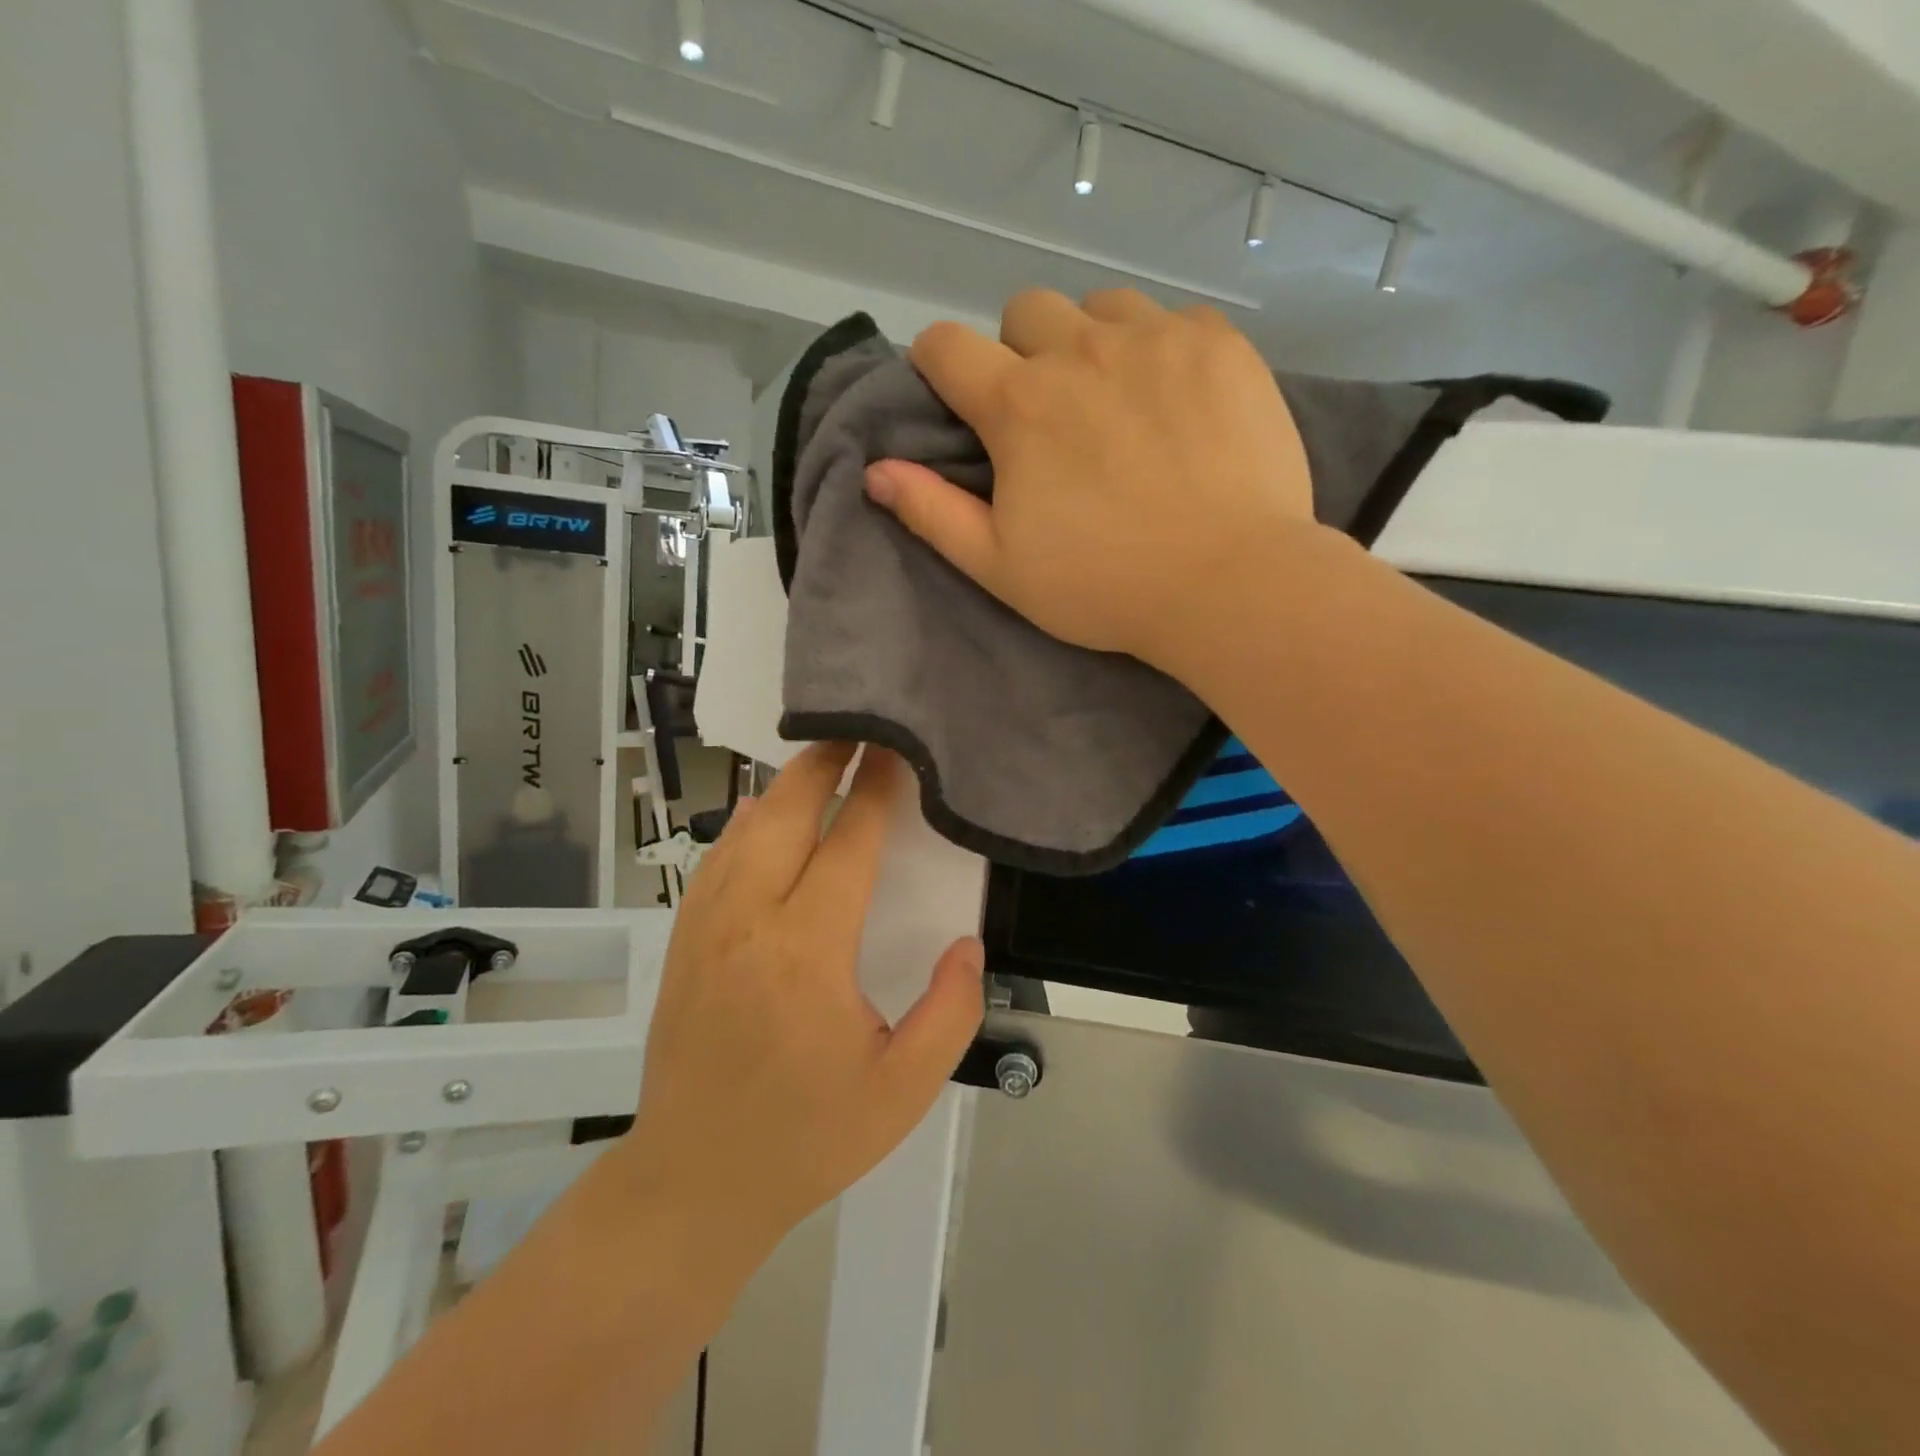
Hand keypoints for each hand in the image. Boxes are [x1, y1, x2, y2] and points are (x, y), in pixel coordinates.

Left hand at [619, 744, 984, 1254]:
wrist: (694, 1183)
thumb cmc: (808, 1137)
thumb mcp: (903, 1089)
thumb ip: (951, 1012)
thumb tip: (965, 944)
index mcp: (806, 952)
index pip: (847, 843)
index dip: (877, 790)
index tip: (897, 752)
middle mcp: (749, 921)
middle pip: (784, 812)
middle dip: (824, 764)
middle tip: (857, 732)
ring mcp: (705, 926)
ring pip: (743, 828)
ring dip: (784, 788)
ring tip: (821, 762)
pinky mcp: (683, 940)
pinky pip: (716, 859)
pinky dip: (746, 824)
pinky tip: (762, 815)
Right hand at [864, 287, 1315, 673]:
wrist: (1229, 582)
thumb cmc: (1103, 586)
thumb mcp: (1000, 566)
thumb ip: (932, 512)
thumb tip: (874, 471)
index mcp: (1019, 405)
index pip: (945, 346)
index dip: (937, 366)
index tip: (955, 398)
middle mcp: (1081, 351)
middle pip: (1026, 312)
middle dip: (1021, 354)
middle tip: (1048, 417)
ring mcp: (1157, 338)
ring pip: (1101, 307)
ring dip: (1092, 343)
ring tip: (1116, 403)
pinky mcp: (1220, 344)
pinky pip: (1174, 320)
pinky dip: (1162, 350)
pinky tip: (1178, 404)